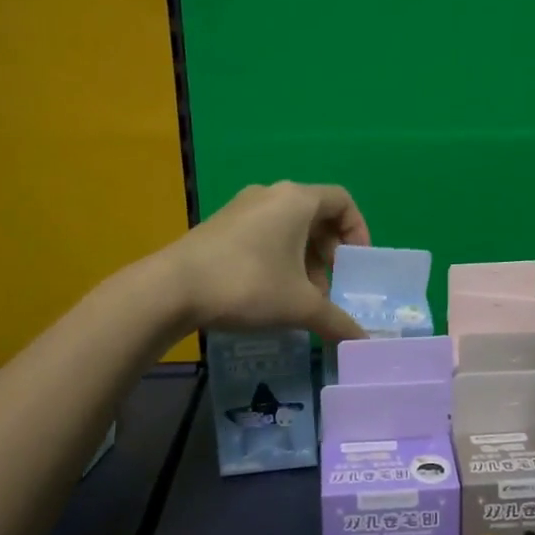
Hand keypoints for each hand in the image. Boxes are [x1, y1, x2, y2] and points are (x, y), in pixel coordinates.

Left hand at [164, 182, 371, 341]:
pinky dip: (278, 258)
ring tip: (300, 298)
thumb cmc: (247, 284)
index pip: (342, 201)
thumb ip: (336, 321)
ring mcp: (242, 207)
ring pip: (288, 228)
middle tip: (328, 289)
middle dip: (328, 254)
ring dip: (304, 260)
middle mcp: (271, 194)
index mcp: (296, 200)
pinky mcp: (221, 225)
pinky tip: (270, 293)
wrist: (171, 289)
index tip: (355, 265)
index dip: (358, 231)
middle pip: (316, 216)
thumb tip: (363, 341)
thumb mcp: (299, 306)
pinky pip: (264, 234)